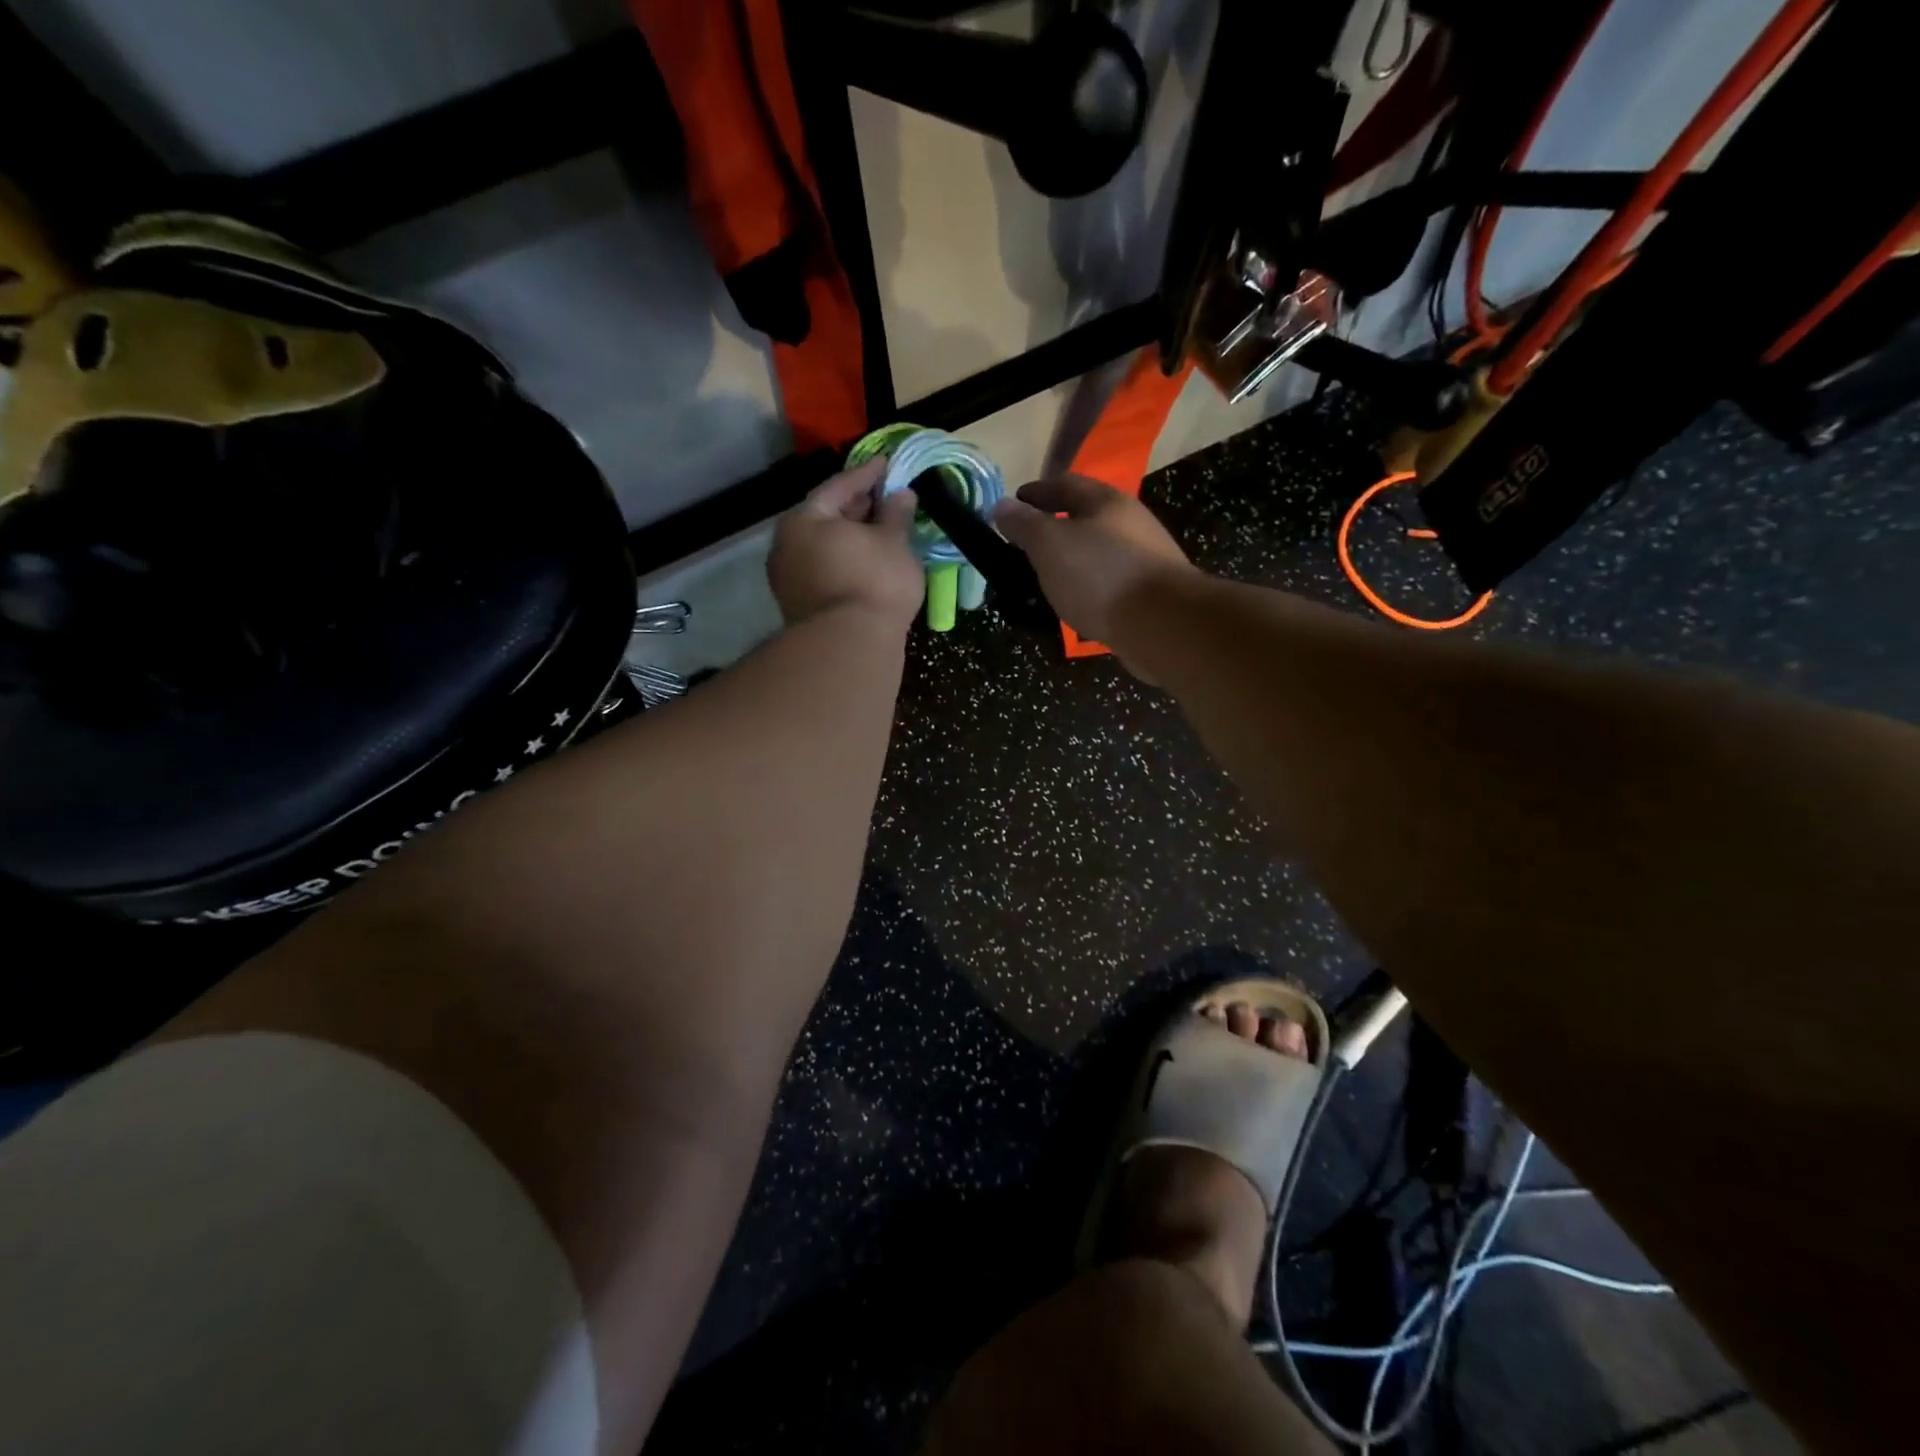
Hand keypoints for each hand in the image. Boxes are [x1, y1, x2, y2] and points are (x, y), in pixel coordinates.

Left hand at [768, 459, 923, 629]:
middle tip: (887, 497)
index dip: (867, 474)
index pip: (838, 486)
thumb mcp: (893, 542)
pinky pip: (827, 571)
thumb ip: (896, 514)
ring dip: (853, 537)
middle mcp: (787, 546)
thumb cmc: (874, 582)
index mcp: (804, 520)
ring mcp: (790, 580)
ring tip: (883, 531)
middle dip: (858, 507)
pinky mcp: (801, 607)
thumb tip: (901, 494)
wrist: (851, 647)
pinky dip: (848, 561)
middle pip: (826, 517)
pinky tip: (871, 563)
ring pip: (825, 547)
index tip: (889, 464)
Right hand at [993, 476, 1198, 648]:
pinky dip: (1087, 586)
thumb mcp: (1050, 544)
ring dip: (1072, 559)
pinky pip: (1109, 582)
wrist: (1162, 624)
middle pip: (1086, 517)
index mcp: (1106, 502)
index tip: (1014, 503)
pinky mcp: (1149, 594)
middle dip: (1055, 526)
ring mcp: (1144, 560)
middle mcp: (1130, 523)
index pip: (1065, 485)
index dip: (1036, 492)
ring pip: (1098, 552)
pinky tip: (1075, 602)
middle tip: (1025, 544)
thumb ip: (1024, 524)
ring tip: (1045, 577)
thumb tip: (1001, 506)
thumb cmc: (1100, 575)